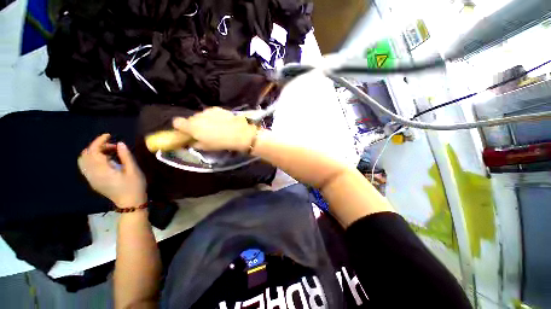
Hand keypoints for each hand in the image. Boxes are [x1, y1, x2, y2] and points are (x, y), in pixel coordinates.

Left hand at [78, 134, 146, 207]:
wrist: (130, 203)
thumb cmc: (134, 186)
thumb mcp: (134, 170)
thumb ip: (126, 156)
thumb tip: (120, 143)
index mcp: (102, 171)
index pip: (93, 151)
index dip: (99, 141)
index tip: (109, 135)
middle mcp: (92, 174)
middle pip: (86, 154)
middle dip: (97, 146)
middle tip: (113, 146)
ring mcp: (91, 179)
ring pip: (83, 160)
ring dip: (94, 152)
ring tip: (109, 152)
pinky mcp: (93, 181)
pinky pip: (86, 166)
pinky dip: (92, 159)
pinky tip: (105, 160)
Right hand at [172, 107, 256, 151]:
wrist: (240, 133)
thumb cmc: (221, 143)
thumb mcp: (206, 147)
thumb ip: (195, 143)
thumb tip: (191, 141)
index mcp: (192, 126)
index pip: (176, 122)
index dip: (180, 127)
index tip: (186, 132)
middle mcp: (198, 116)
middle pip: (191, 119)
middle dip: (195, 125)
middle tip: (204, 132)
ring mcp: (208, 111)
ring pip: (202, 116)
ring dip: (205, 121)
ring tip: (216, 128)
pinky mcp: (218, 109)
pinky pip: (211, 113)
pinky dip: (214, 117)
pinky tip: (222, 123)